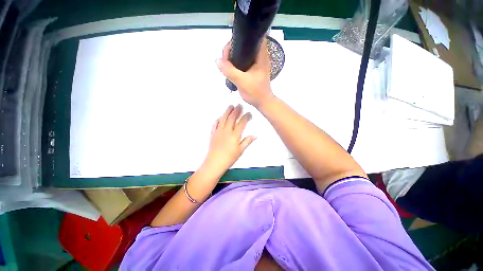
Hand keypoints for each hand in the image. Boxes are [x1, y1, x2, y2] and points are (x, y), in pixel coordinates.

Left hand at [202, 104, 255, 177]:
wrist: (214, 163)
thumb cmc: (229, 158)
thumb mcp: (240, 151)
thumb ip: (247, 141)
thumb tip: (255, 136)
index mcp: (234, 135)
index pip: (242, 123)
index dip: (246, 117)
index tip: (249, 114)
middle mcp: (226, 131)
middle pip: (232, 118)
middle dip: (237, 110)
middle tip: (240, 105)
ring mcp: (219, 131)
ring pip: (223, 118)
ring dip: (227, 111)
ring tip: (231, 106)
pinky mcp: (213, 133)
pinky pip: (215, 124)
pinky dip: (218, 119)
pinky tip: (220, 117)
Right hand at [216, 39, 273, 107]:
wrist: (263, 103)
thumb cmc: (255, 92)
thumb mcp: (241, 81)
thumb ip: (229, 71)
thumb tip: (217, 60)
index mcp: (261, 56)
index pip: (253, 37)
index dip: (241, 38)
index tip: (230, 46)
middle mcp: (261, 57)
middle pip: (246, 45)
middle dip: (234, 48)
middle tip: (225, 57)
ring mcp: (258, 64)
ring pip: (245, 54)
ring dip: (235, 56)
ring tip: (227, 63)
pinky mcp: (255, 70)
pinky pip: (245, 62)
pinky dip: (238, 63)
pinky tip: (232, 68)